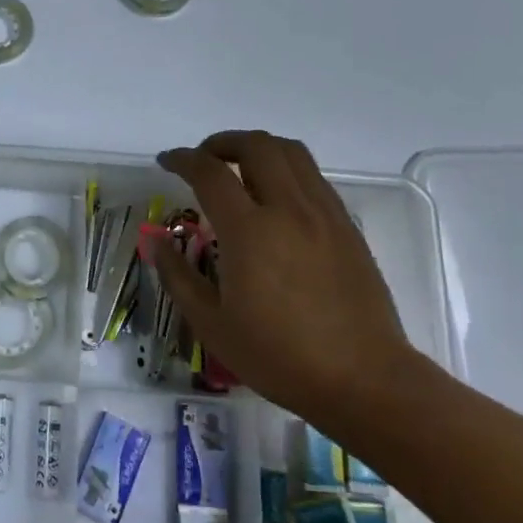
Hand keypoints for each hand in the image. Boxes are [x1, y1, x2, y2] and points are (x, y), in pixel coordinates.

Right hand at [150, 132, 420, 429]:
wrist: (365, 380)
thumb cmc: (280, 357)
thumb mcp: (212, 325)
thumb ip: (178, 276)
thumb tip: (158, 241)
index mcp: (249, 231)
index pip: (209, 172)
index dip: (182, 159)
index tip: (166, 162)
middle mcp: (288, 209)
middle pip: (255, 145)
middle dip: (222, 142)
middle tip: (203, 160)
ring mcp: (323, 214)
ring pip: (291, 152)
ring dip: (257, 148)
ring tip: (238, 168)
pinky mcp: (347, 226)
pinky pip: (313, 176)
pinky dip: (286, 169)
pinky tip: (275, 198)